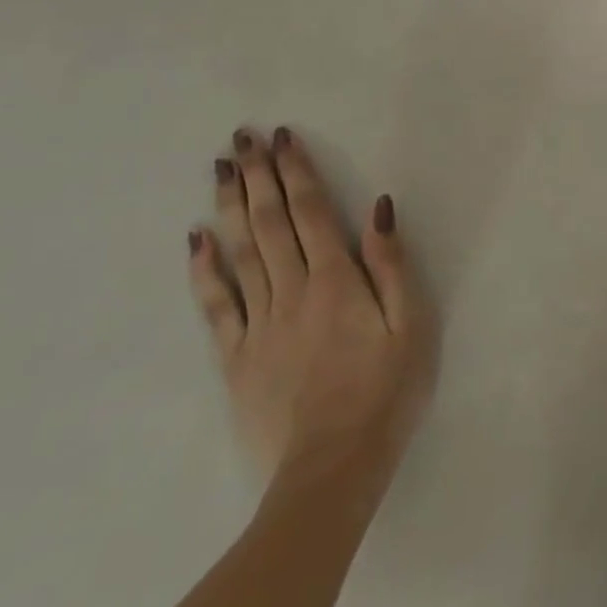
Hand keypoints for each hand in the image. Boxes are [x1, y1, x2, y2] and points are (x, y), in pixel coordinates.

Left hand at [188, 127, 437, 481]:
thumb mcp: (411, 324)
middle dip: (256, 176)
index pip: (312, 212)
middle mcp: (292, 290)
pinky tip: (195, 241)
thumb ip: (392, 265)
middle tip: (240, 138)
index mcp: (336, 280)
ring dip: (228, 207)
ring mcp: (258, 324)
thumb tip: (378, 208)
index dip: (296, 172)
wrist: (332, 469)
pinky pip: (215, 305)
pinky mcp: (236, 357)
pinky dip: (203, 270)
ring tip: (219, 170)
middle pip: (269, 223)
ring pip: (239, 253)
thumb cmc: (386, 392)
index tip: (280, 137)